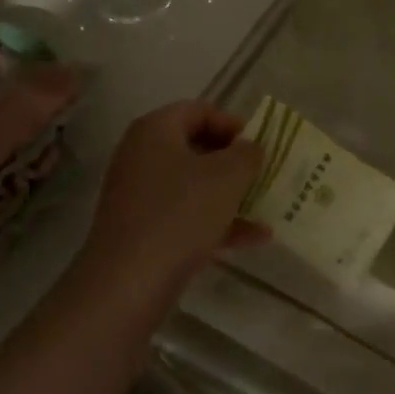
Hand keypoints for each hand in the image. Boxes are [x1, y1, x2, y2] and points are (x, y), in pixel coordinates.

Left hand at [75, 102, 267, 304]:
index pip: (199, 110)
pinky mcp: (143, 230)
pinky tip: (255, 238)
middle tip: (264, 174)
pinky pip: (186, 216)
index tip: (259, 146)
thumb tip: (250, 147)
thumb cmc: (180, 214)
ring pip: (194, 185)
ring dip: (231, 194)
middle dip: (234, 161)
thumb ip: (247, 154)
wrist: (128, 284)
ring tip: (266, 206)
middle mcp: (142, 156)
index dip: (233, 123)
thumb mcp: (227, 177)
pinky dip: (218, 222)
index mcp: (155, 130)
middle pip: (196, 147)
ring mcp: (140, 195)